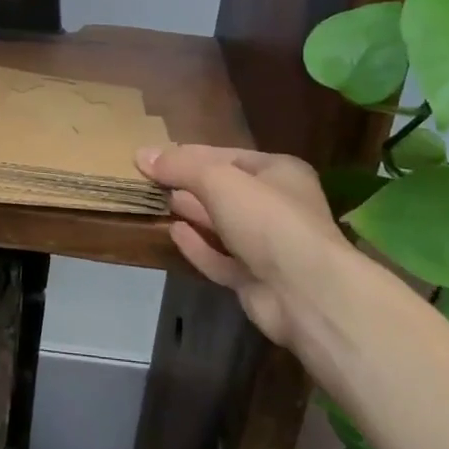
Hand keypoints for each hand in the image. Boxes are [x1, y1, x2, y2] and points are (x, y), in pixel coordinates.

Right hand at [136, 144, 350, 350]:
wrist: (306, 294)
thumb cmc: (267, 220)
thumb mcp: (218, 180)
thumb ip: (180, 166)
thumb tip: (141, 154)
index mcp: (279, 173)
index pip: (227, 156)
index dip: (190, 155)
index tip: (154, 156)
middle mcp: (278, 207)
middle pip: (225, 191)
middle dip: (189, 185)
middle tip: (150, 180)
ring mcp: (268, 247)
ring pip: (222, 225)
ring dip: (192, 214)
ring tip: (157, 201)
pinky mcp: (256, 281)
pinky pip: (221, 258)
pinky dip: (198, 246)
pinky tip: (173, 232)